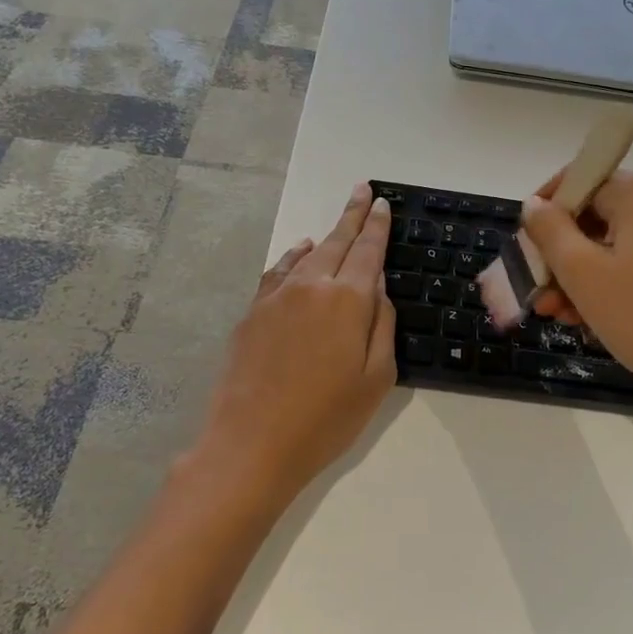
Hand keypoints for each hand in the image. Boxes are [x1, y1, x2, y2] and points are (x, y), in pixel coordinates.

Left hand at [197, 183, 396, 503]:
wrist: (251, 443)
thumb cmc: (326, 418)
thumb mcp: (377, 378)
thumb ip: (382, 325)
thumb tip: (378, 288)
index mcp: (348, 300)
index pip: (368, 250)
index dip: (377, 225)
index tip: (382, 202)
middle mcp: (312, 286)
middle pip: (337, 241)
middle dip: (352, 214)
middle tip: (362, 190)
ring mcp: (277, 297)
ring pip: (306, 254)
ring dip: (325, 236)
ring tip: (338, 223)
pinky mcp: (253, 312)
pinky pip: (279, 272)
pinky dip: (294, 258)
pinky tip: (298, 254)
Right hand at [520, 171, 632, 422]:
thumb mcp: (581, 272)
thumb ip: (549, 231)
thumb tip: (533, 204)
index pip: (579, 180)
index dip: (546, 210)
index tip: (525, 245)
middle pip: (597, 214)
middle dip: (562, 254)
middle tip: (538, 292)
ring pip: (616, 242)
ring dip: (582, 274)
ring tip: (560, 315)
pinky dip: (612, 281)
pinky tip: (591, 317)